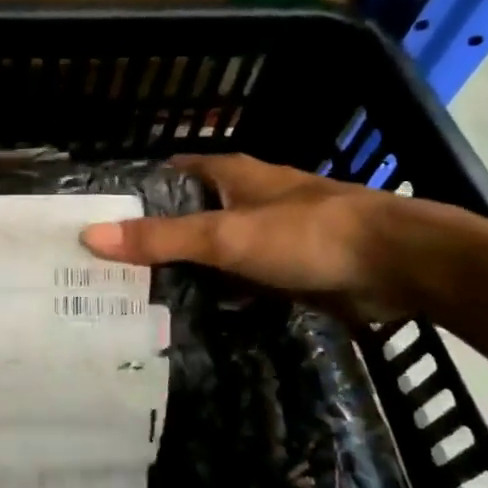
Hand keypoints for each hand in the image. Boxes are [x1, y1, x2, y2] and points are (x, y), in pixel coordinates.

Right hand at [79, 154, 416, 319]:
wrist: (397, 265)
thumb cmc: (306, 234)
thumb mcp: (225, 235)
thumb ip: (161, 238)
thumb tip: (90, 236)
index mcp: (232, 175)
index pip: (172, 173)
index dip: (138, 190)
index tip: (102, 217)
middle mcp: (248, 199)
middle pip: (191, 213)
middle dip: (157, 235)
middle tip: (111, 268)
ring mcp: (271, 235)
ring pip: (215, 250)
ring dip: (187, 267)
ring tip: (139, 296)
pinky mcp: (290, 270)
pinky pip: (240, 279)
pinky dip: (218, 292)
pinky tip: (193, 315)